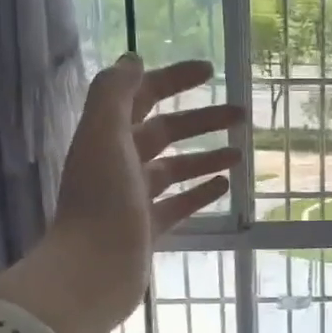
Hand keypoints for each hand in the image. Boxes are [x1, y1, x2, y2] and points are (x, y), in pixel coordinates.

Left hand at [0, 56, 241, 332]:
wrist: (90, 273)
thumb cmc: (101, 201)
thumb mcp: (104, 136)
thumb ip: (114, 93)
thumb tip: (133, 59)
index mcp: (106, 137)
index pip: (142, 96)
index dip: (173, 79)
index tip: (210, 71)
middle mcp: (118, 163)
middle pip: (164, 132)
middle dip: (201, 120)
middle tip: (241, 115)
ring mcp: (132, 198)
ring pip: (175, 168)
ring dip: (206, 156)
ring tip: (241, 153)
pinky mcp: (146, 229)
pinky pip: (178, 204)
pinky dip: (200, 191)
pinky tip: (226, 186)